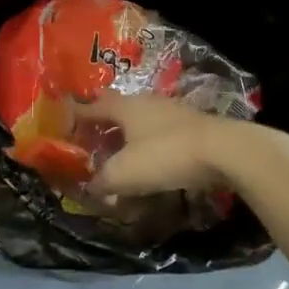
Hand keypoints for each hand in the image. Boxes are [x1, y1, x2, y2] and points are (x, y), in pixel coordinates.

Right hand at [80, 93, 241, 198]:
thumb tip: (91, 186)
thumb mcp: (125, 173)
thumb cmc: (165, 155)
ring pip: (141, 119)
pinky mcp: (192, 126)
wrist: (224, 151)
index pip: (93, 106)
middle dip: (104, 121)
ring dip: (129, 134)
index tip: (65, 120)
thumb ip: (103, 180)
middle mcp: (146, 102)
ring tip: (120, 150)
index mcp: (125, 107)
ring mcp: (172, 111)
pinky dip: (150, 143)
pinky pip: (161, 132)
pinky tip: (152, 159)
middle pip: (118, 108)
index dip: (77, 114)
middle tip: (91, 134)